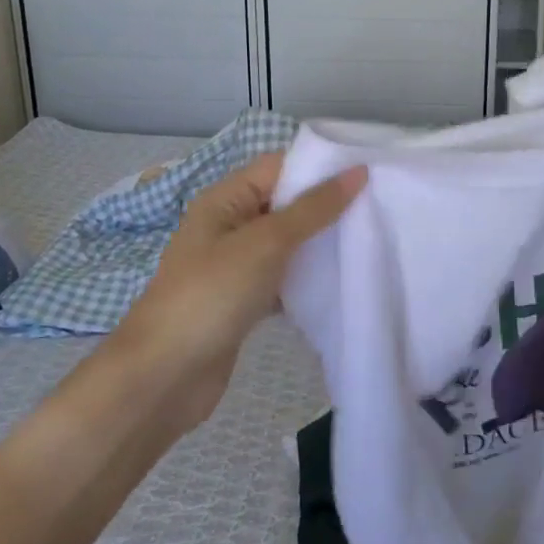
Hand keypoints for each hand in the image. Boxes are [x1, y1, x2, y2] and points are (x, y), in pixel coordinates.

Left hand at [106, 153, 365, 432]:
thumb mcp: (265, 243)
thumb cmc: (211, 295)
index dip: (321, 166)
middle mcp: (229, 225)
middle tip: (379, 207)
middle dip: (328, 205)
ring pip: (288, 242)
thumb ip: (313, 208)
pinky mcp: (244, 300)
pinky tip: (342, 281)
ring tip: (370, 239)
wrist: (163, 378)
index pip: (279, 166)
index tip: (370, 173)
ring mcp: (236, 265)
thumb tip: (358, 171)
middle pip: (286, 203)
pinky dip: (309, 277)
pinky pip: (285, 277)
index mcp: (224, 199)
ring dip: (321, 242)